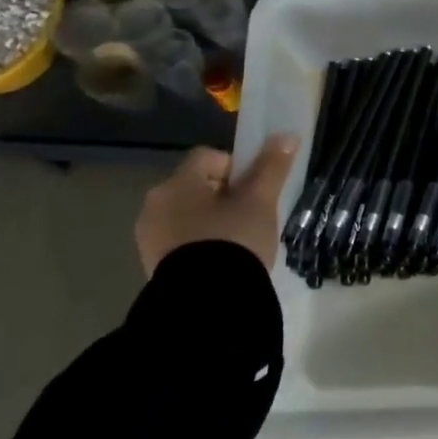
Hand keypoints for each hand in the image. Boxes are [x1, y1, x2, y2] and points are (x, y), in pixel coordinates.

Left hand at [134, 136, 299, 276]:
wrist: (206, 303)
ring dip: (212, 221)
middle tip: (252, 216)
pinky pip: (182, 242)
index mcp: (177, 183)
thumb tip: (287, 136)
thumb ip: (272, 166)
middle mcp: (155, 205)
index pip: (209, 156)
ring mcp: (150, 238)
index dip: (237, 166)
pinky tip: (222, 261)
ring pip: (189, 215)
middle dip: (225, 196)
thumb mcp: (260, 201)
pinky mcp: (153, 266)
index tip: (256, 190)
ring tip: (239, 242)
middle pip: (198, 186)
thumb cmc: (233, 239)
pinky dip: (201, 245)